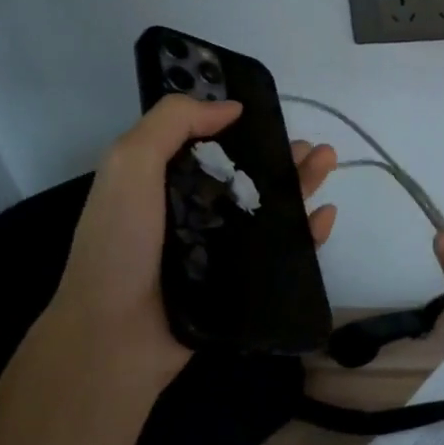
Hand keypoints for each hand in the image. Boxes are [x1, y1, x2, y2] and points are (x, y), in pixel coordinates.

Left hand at [40, 96, 338, 400]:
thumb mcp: (130, 163)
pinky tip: (325, 215)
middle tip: (315, 147)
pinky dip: (306, 233)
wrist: (115, 336)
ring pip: (270, 210)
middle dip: (283, 156)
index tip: (272, 115)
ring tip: (328, 163)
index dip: (243, 128)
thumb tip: (231, 108)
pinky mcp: (241, 284)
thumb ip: (172, 122)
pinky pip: (281, 253)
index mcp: (166, 181)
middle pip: (249, 176)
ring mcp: (220, 249)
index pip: (211, 146)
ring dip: (301, 185)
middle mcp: (195, 211)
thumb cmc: (120, 243)